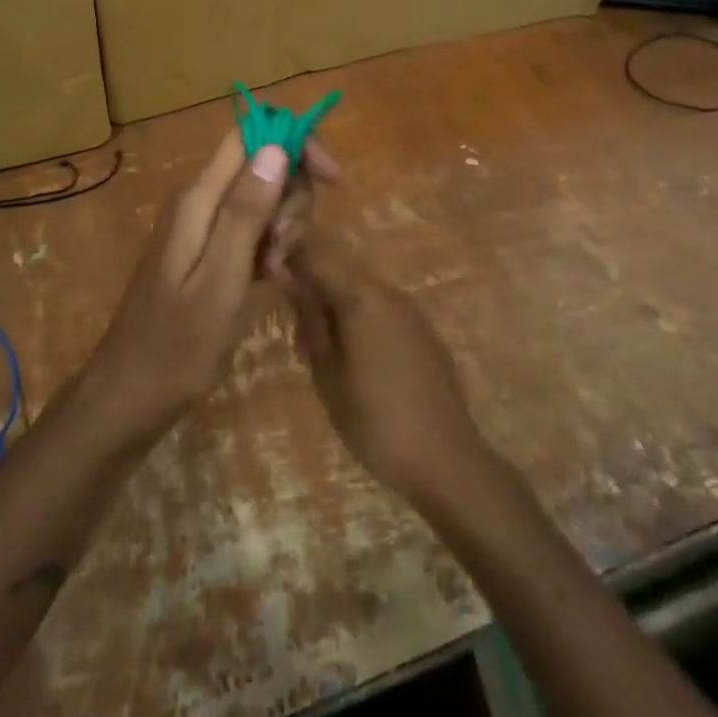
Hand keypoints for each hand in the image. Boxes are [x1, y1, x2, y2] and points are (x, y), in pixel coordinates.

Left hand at [88, 130, 336, 436]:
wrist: (131, 396)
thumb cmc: (177, 345)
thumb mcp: (220, 280)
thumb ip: (246, 212)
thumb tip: (275, 146)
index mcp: (200, 198)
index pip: (252, 135)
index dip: (295, 144)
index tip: (330, 179)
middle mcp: (201, 200)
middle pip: (264, 166)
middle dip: (291, 199)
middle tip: (282, 249)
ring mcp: (203, 226)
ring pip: (264, 199)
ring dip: (283, 229)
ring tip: (271, 275)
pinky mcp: (209, 250)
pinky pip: (252, 230)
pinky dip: (269, 250)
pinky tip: (266, 283)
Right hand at [291, 243, 491, 507]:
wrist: (445, 459)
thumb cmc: (375, 421)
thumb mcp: (328, 375)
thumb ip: (312, 323)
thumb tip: (296, 287)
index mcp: (361, 297)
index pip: (318, 257)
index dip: (292, 260)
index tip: (272, 279)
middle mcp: (389, 293)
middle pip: (342, 272)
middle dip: (315, 291)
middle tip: (298, 335)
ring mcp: (411, 312)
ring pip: (363, 293)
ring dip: (339, 308)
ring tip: (324, 354)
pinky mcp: (425, 333)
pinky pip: (384, 312)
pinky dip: (363, 322)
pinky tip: (358, 361)